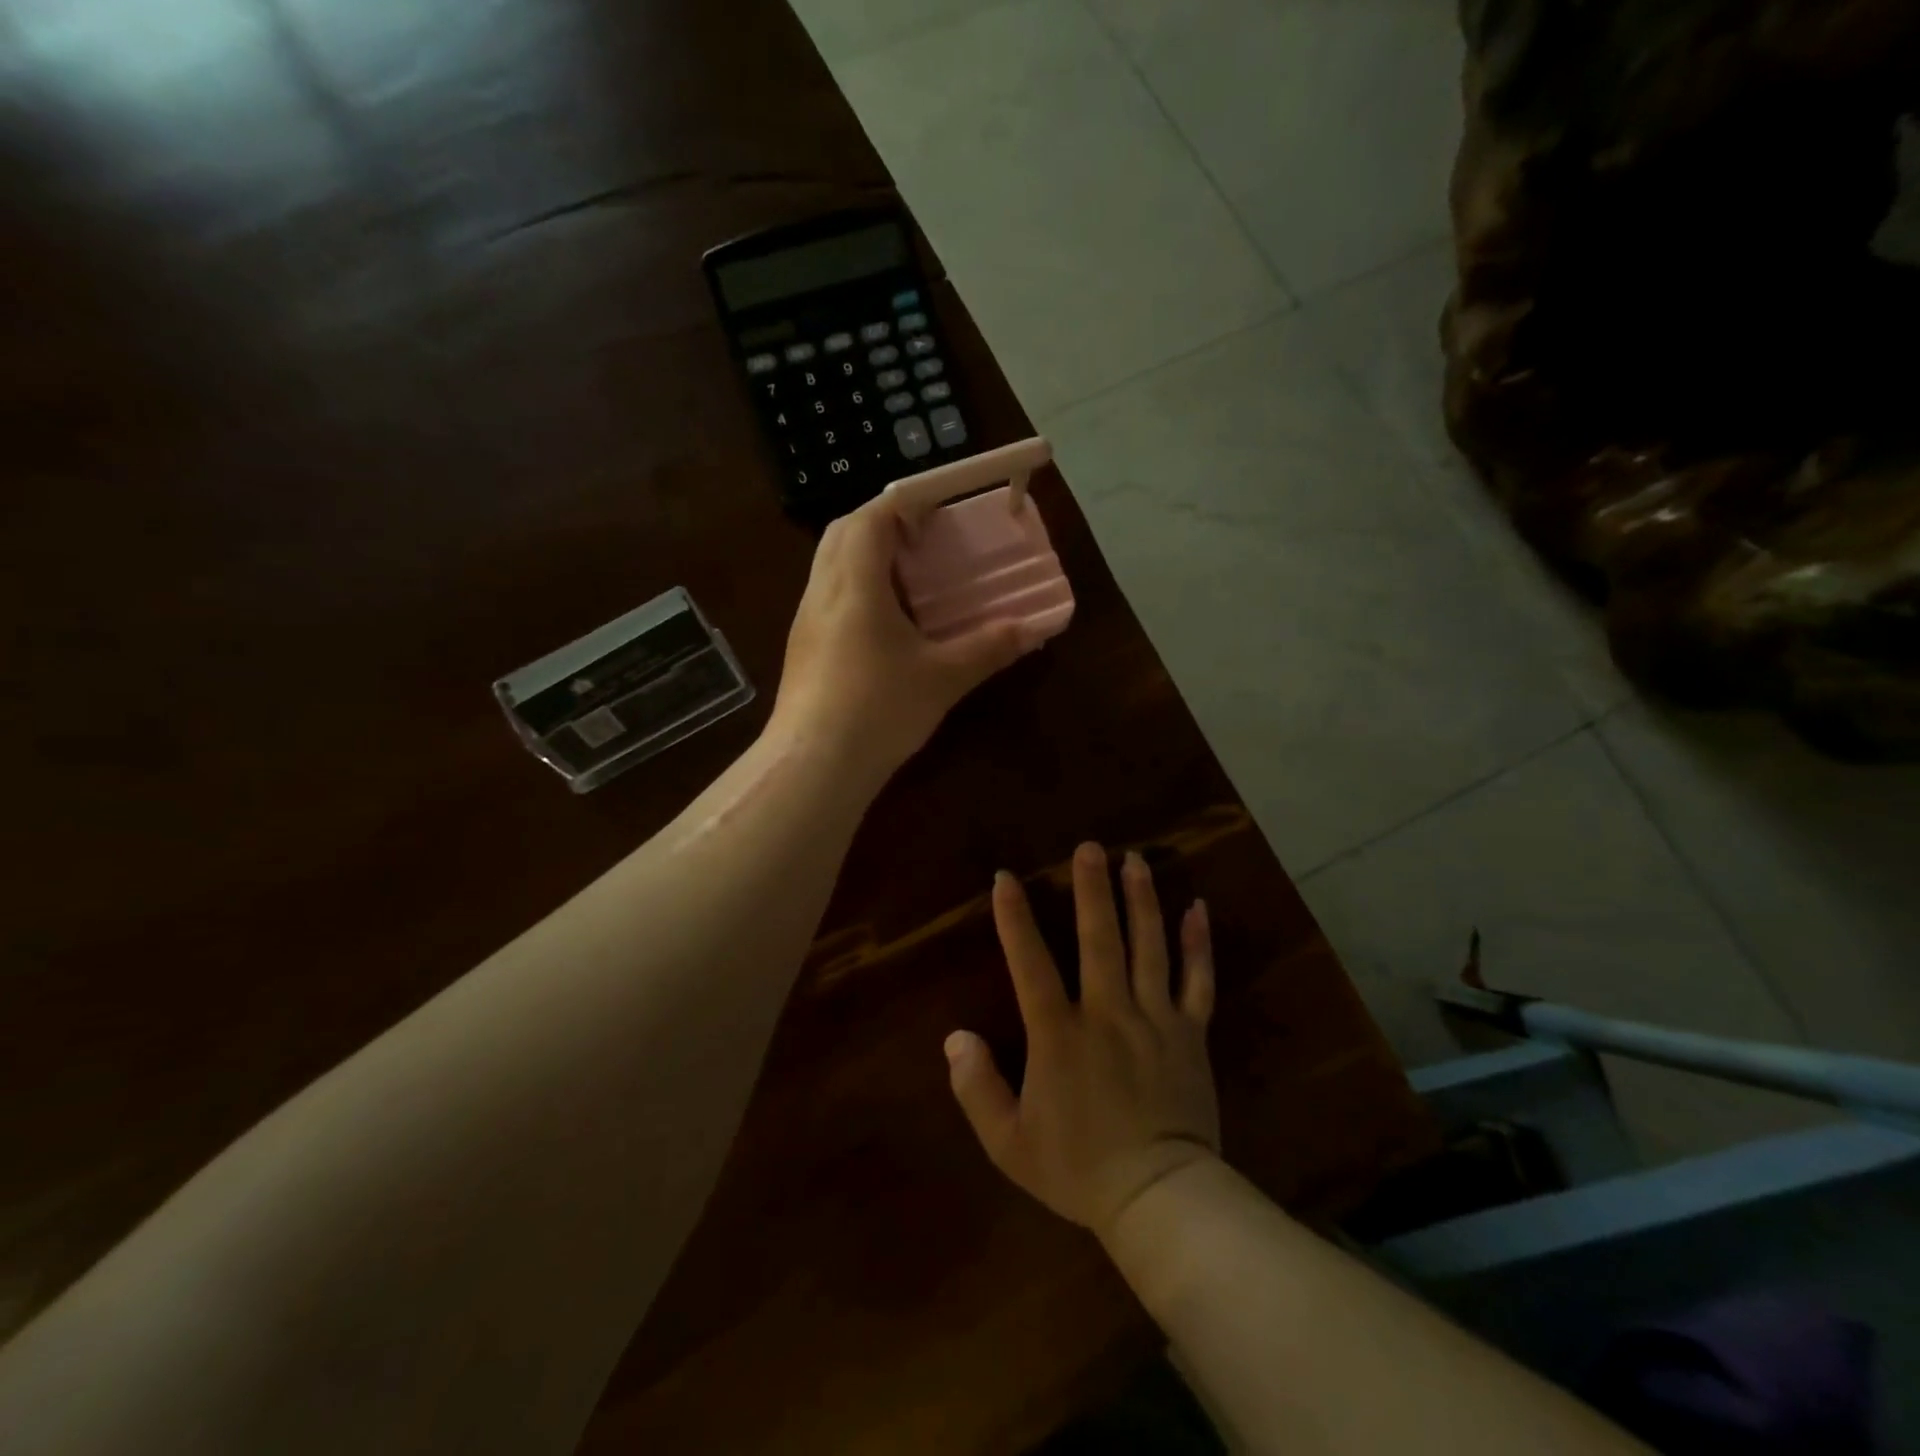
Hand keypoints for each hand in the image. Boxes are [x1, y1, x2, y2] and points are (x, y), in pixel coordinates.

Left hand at [769, 491, 1038, 781]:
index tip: (939, 510)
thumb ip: (989, 647)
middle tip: (925, 540)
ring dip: (867, 556)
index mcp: (855, 582)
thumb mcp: (942, 677)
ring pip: (832, 564)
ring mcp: (807, 620)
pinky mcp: (803, 647)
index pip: (872, 516)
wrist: (813, 765)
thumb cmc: (878, 709)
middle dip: (884, 522)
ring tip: (910, 577)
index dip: (905, 503)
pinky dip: (856, 588)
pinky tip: (885, 623)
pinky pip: (828, 596)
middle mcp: (823, 590)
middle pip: (845, 531)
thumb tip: (1033, 629)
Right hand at [946, 843, 1219, 1239]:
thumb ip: (976, 1088)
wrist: (1159, 1200)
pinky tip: (1197, 908)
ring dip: (1142, 900)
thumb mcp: (1009, 1142)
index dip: (1015, 919)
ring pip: (1149, 947)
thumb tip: (954, 1037)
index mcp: (1060, 1035)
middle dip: (1092, 889)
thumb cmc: (1078, 1169)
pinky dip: (1198, 944)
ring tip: (1136, 860)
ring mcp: (1155, 1020)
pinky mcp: (1191, 1034)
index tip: (1006, 878)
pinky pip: (1198, 981)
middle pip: (1100, 939)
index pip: (1031, 964)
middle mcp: (1108, 1013)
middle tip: (1090, 847)